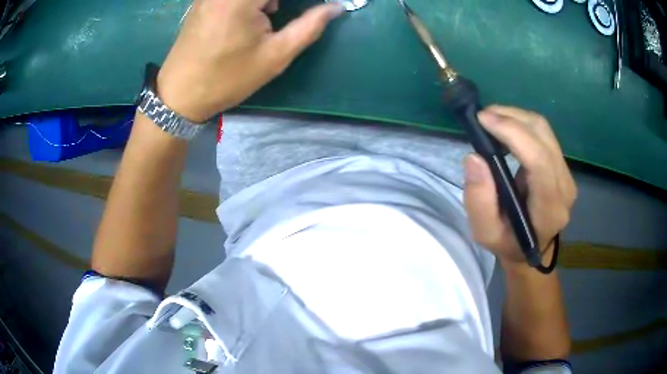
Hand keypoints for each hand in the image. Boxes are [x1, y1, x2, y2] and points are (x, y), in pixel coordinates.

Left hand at [157, 0, 343, 121]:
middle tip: (280, 20)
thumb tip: (335, 7)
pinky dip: (253, 2)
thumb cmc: (227, 78)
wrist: (179, 94)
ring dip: (268, 2)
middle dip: (280, 3)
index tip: (315, 6)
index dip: (303, 1)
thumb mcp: (275, 55)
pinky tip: (257, 12)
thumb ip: (310, 26)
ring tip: (273, 14)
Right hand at [463, 106, 576, 265]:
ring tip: (491, 120)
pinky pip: (544, 134)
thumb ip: (479, 201)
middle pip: (543, 136)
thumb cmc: (508, 243)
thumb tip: (474, 158)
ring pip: (544, 130)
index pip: (539, 160)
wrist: (531, 250)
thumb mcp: (485, 233)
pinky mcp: (563, 166)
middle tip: (482, 117)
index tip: (483, 120)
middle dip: (511, 117)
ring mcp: (567, 174)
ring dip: (516, 117)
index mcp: (550, 208)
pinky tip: (506, 129)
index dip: (513, 133)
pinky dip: (522, 124)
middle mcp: (565, 187)